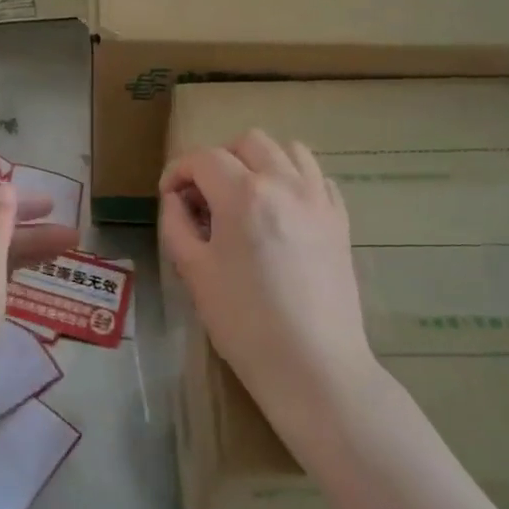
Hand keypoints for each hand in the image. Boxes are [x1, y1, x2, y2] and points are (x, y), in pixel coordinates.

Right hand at [159, 130, 375, 439]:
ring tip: (245, 197)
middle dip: (219, 160)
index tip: (169, 196)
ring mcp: (319, 200)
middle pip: (249, 142)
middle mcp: (286, 184)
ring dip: (260, 162)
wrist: (314, 366)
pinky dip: (293, 180)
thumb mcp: (194, 272)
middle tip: (205, 197)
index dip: (178, 171)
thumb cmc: (244, 322)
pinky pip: (317, 178)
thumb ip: (177, 224)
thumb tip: (176, 199)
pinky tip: (280, 211)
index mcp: (244, 195)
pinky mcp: (340, 221)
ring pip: (289, 150)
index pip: (204, 158)